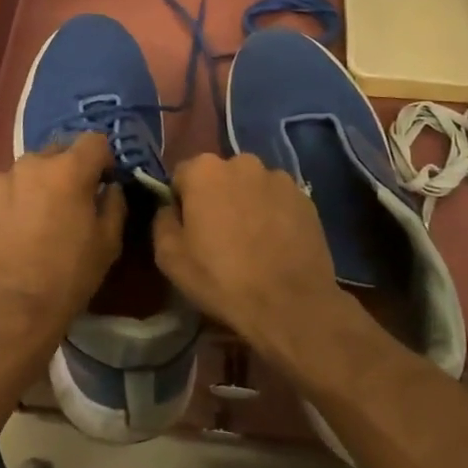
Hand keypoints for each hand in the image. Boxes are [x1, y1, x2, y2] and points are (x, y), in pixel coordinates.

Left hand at [0, 131, 125, 349]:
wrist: (7, 311)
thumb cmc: (67, 277)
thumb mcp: (108, 243)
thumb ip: (114, 203)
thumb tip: (109, 187)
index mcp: (68, 169)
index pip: (94, 141)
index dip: (102, 160)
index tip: (101, 182)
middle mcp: (30, 164)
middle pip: (55, 154)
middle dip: (64, 173)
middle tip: (64, 206)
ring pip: (22, 174)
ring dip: (31, 189)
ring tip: (29, 223)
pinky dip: (3, 206)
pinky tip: (4, 235)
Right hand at [152, 152, 347, 355]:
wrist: (290, 305)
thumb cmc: (222, 279)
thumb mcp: (169, 257)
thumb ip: (162, 221)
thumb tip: (170, 209)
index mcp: (205, 170)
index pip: (182, 176)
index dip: (181, 203)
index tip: (189, 231)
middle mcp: (242, 162)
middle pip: (219, 177)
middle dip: (216, 198)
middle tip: (219, 236)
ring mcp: (279, 178)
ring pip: (250, 187)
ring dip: (246, 204)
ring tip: (251, 242)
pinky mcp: (305, 198)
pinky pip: (277, 200)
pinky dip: (273, 214)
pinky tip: (275, 245)